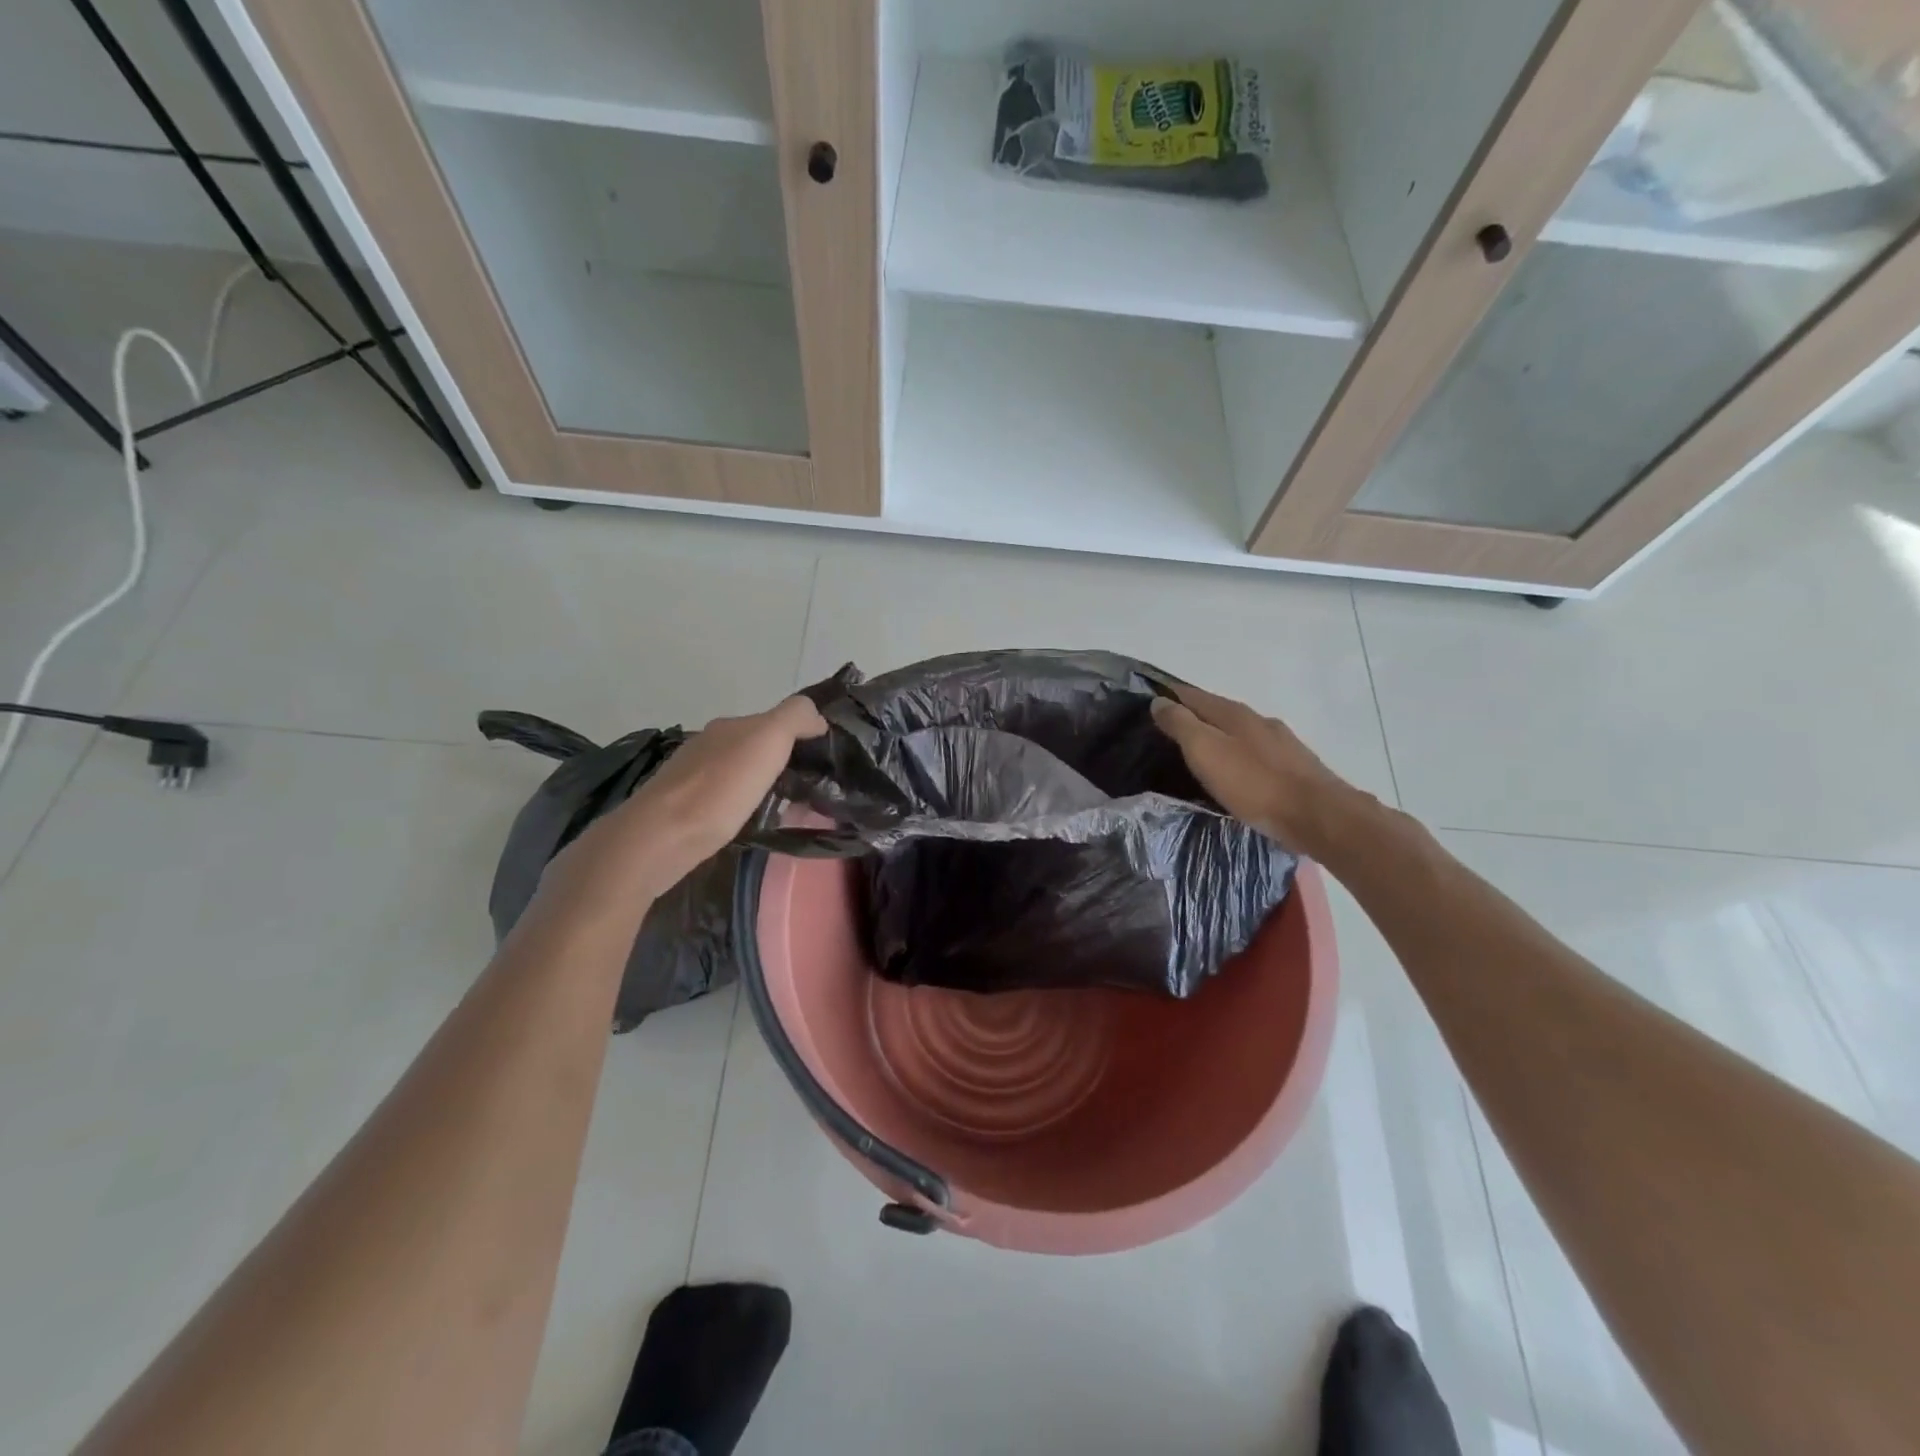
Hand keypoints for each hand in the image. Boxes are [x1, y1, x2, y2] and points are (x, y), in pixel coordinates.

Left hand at [540, 695, 827, 914]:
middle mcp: (710, 744)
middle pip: (758, 747)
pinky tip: (755, 823)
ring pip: (742, 774)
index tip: (826, 761)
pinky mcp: (685, 809)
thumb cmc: (719, 789)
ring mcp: (693, 777)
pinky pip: (727, 799)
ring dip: (766, 785)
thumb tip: (816, 716)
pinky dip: (746, 806)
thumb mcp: (767, 740)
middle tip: (815, 788)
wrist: (659, 839)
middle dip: (785, 762)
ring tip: (791, 810)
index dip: (803, 735)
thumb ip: (794, 717)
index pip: (776, 721)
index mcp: (731, 727)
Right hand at [1150, 682, 1355, 853]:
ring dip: (1218, 737)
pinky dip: (1238, 755)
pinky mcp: (1294, 767)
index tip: (1148, 700)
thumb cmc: (1254, 783)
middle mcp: (1258, 720)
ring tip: (1200, 753)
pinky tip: (1235, 771)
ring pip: (1239, 733)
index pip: (1194, 695)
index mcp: (1234, 713)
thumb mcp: (1206, 751)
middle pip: (1218, 712)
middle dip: (1194, 716)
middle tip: (1167, 730)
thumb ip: (1181, 725)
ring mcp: (1280, 743)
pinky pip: (1256, 754)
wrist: (1318, 816)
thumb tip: (1159, 701)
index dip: (1171, 695)